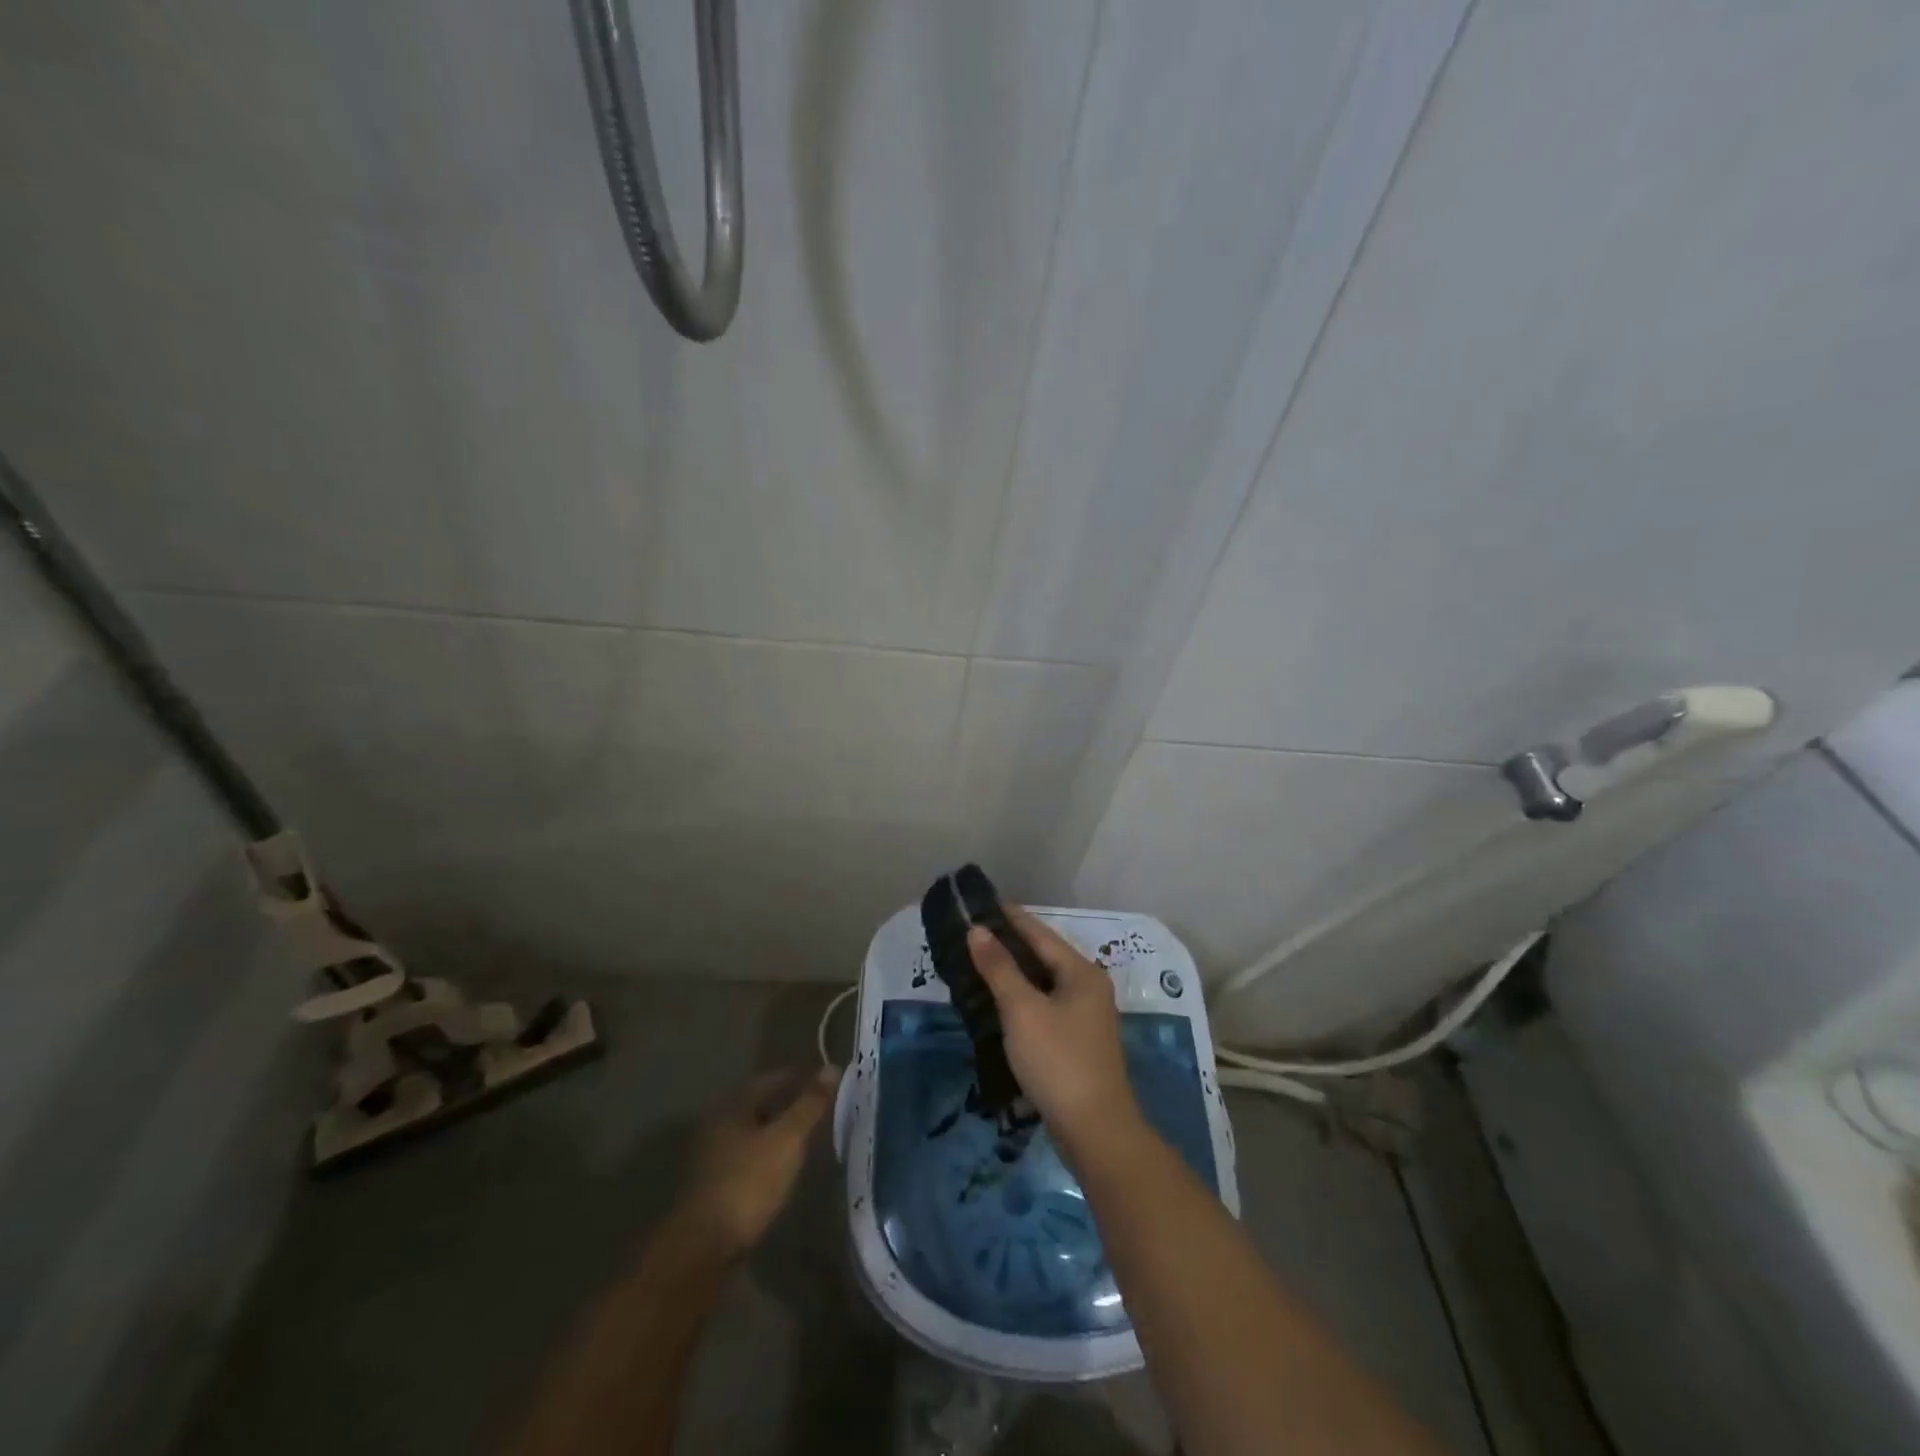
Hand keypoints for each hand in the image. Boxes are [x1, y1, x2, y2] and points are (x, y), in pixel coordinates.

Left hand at [672, 1066, 836, 1260]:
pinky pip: (748, 1157)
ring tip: (807, 1136)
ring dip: (778, 1131)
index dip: (801, 1077)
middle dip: (789, 1103)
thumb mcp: (786, 1140)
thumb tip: (831, 1068)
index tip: (827, 1081)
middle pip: (760, 1104)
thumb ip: (809, 1105)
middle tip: (820, 1107)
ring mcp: (712, 1157)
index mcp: (733, 1106)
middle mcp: (718, 1125)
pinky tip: (783, 1167)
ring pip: (753, 1132)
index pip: (772, 1079)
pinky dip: (768, 1155)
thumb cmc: (748, 1183)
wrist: (703, 1249)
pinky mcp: (713, 1187)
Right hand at [967, 905, 1138, 1153]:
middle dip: (1010, 944)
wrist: (1094, 1130)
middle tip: (974, 933)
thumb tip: (978, 930)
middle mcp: (1089, 988)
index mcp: (1081, 973)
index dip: (1011, 916)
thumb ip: (1000, 968)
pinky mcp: (1078, 1042)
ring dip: (1015, 973)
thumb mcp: (1023, 1010)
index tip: (984, 902)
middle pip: (1044, 956)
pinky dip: (1023, 998)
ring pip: (1044, 983)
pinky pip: (1045, 1006)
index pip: (1040, 933)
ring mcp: (1086, 1017)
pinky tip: (999, 1003)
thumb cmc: (1057, 1060)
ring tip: (980, 962)